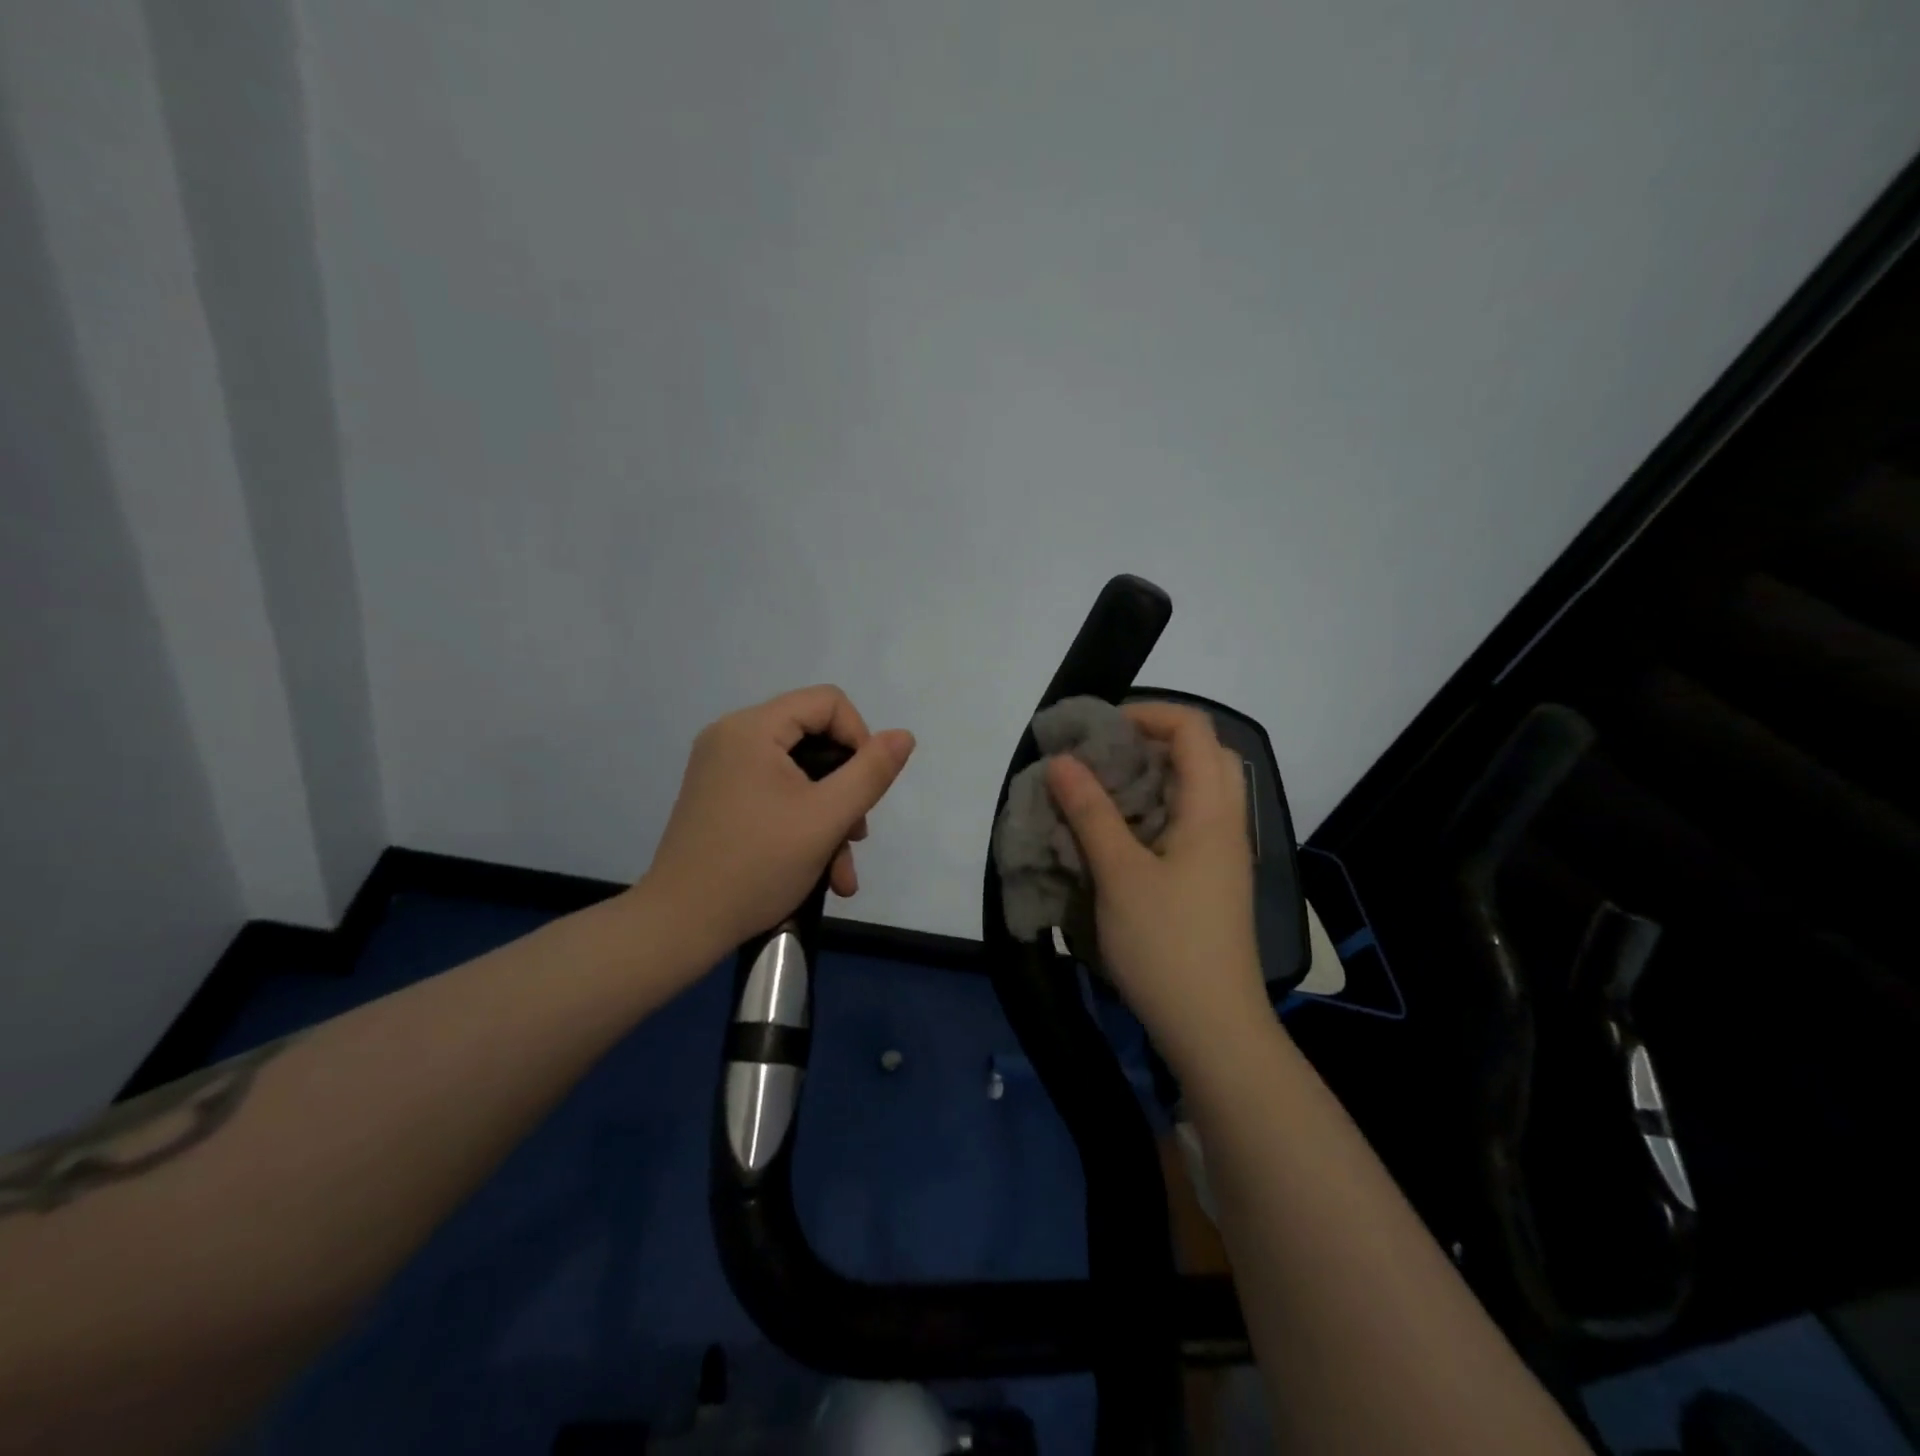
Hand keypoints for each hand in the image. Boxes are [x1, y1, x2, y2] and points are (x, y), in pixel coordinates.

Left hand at [641, 686, 915, 960]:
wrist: (679, 926)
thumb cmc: (757, 866)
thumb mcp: (827, 818)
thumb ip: (871, 772)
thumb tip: (904, 735)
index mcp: (752, 728)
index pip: (827, 702)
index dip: (860, 738)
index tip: (867, 788)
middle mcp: (732, 737)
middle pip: (814, 739)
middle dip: (846, 790)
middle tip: (856, 836)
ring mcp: (721, 769)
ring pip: (799, 775)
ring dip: (829, 818)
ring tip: (841, 871)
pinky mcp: (719, 797)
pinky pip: (775, 794)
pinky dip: (801, 824)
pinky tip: (820, 872)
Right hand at [1045, 703, 1271, 1073]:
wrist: (1213, 1029)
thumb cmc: (1167, 945)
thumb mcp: (1119, 874)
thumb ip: (1091, 813)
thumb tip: (1063, 761)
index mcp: (1212, 812)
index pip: (1194, 730)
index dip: (1148, 713)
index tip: (1099, 729)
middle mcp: (1226, 824)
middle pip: (1203, 755)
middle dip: (1153, 741)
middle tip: (1104, 756)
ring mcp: (1222, 855)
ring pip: (1196, 791)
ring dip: (1152, 778)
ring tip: (1102, 790)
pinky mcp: (1211, 882)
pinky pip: (1187, 824)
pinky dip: (1154, 811)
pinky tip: (1117, 834)